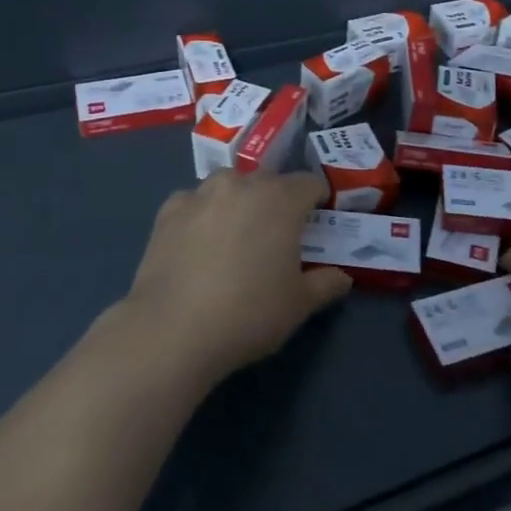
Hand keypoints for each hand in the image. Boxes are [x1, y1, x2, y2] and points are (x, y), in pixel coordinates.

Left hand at [119, 168, 351, 387]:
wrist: (173, 330)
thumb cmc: (249, 313)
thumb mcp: (299, 304)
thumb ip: (326, 284)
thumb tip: (342, 278)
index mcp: (280, 199)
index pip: (309, 183)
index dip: (318, 199)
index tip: (318, 220)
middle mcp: (241, 185)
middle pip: (268, 180)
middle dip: (278, 200)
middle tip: (278, 234)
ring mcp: (201, 195)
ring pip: (228, 185)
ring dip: (238, 200)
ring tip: (236, 233)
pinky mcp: (168, 211)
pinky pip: (194, 201)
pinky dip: (202, 213)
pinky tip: (199, 241)